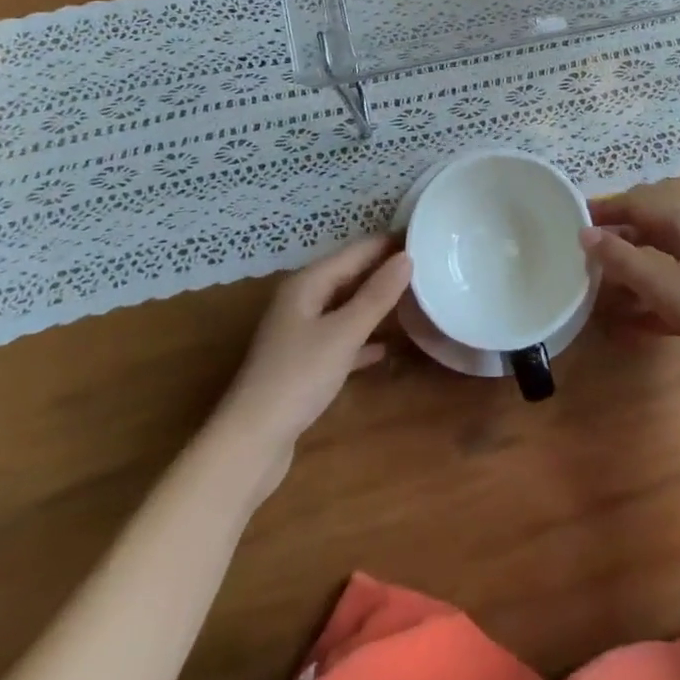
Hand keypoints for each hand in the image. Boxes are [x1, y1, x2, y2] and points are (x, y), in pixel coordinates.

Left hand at [220, 235, 410, 475]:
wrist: (251, 443)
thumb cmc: (298, 378)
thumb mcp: (343, 333)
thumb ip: (376, 295)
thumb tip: (408, 257)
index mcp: (307, 284)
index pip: (356, 251)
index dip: (387, 243)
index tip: (424, 236)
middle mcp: (302, 300)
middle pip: (349, 275)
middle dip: (384, 270)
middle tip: (428, 265)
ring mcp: (301, 333)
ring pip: (346, 306)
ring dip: (376, 302)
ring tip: (415, 298)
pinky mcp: (304, 363)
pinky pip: (341, 338)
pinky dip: (363, 338)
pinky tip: (386, 347)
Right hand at [582, 199, 679, 393]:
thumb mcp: (663, 283)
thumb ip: (621, 258)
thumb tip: (584, 233)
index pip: (633, 204)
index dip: (602, 210)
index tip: (568, 218)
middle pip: (641, 232)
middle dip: (610, 241)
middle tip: (573, 254)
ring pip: (650, 263)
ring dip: (622, 272)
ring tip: (587, 285)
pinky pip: (661, 294)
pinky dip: (640, 302)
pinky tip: (617, 321)